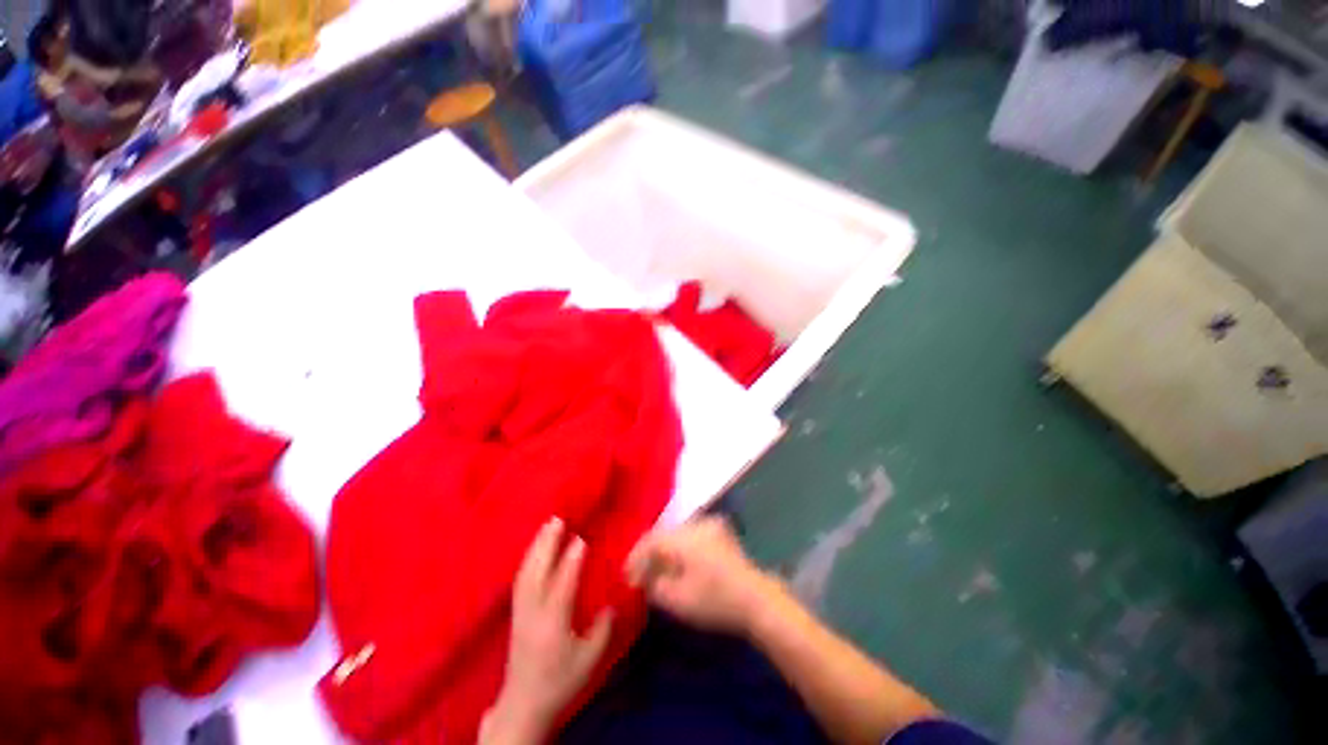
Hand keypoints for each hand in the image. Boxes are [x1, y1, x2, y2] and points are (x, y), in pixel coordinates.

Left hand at [481, 518, 612, 743]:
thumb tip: (612, 599)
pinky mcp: (515, 614)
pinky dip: (528, 559)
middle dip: (547, 543)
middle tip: (558, 520)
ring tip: (547, 526)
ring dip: (536, 546)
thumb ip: (603, 627)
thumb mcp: (590, 659)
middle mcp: (534, 612)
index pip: (563, 584)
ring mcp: (521, 612)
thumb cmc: (561, 681)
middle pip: (538, 571)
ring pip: (526, 572)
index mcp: (554, 622)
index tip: (582, 538)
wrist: (524, 705)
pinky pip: (520, 579)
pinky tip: (534, 549)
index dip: (572, 560)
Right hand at [625, 516, 779, 634]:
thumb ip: (654, 586)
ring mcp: (710, 526)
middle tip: (640, 576)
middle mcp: (695, 524)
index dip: (636, 558)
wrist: (756, 600)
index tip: (627, 578)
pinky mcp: (720, 534)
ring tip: (658, 572)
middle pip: (663, 535)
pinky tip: (678, 566)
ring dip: (665, 552)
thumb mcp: (677, 600)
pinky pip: (691, 537)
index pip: (651, 540)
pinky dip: (680, 550)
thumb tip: (646, 578)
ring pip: (677, 535)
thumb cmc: (715, 601)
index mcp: (683, 537)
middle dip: (650, 555)